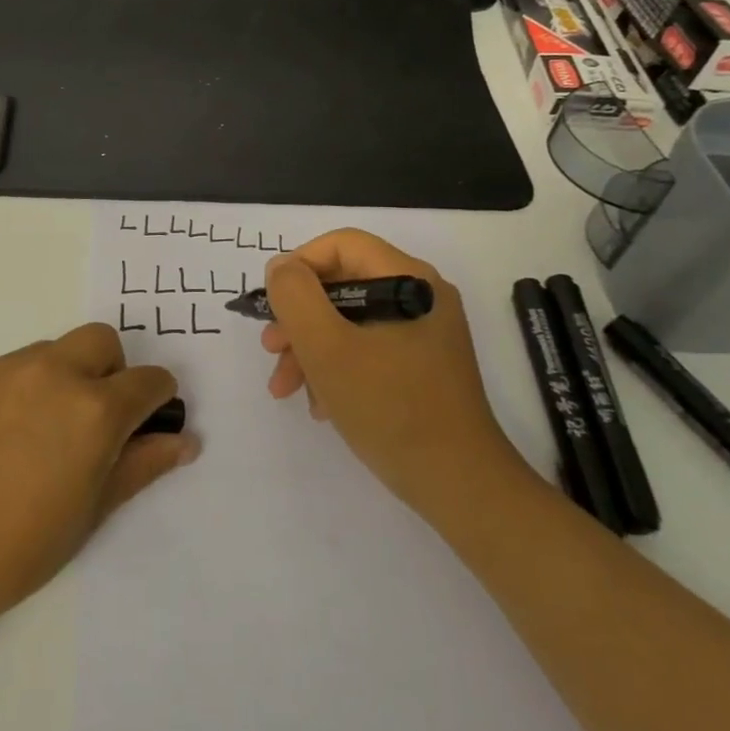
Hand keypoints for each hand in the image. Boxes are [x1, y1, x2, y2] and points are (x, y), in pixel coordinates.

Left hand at [0, 325, 197, 641]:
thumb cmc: (16, 549)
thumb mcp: (90, 513)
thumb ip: (141, 467)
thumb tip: (184, 441)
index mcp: (93, 409)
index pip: (148, 380)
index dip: (157, 400)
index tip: (148, 423)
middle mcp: (51, 373)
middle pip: (101, 341)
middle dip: (113, 370)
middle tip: (95, 421)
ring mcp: (2, 371)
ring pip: (53, 351)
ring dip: (65, 376)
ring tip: (41, 433)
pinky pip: (10, 368)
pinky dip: (23, 388)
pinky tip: (0, 438)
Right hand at [261, 229, 528, 526]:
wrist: (458, 485)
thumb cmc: (389, 408)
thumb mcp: (328, 347)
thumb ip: (296, 297)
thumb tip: (281, 267)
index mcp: (408, 280)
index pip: (341, 245)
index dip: (298, 266)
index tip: (271, 305)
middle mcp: (420, 297)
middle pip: (342, 284)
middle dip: (298, 317)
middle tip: (271, 349)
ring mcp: (423, 333)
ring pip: (349, 321)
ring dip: (310, 349)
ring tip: (285, 388)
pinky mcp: (421, 365)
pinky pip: (366, 349)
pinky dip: (336, 368)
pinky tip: (320, 404)